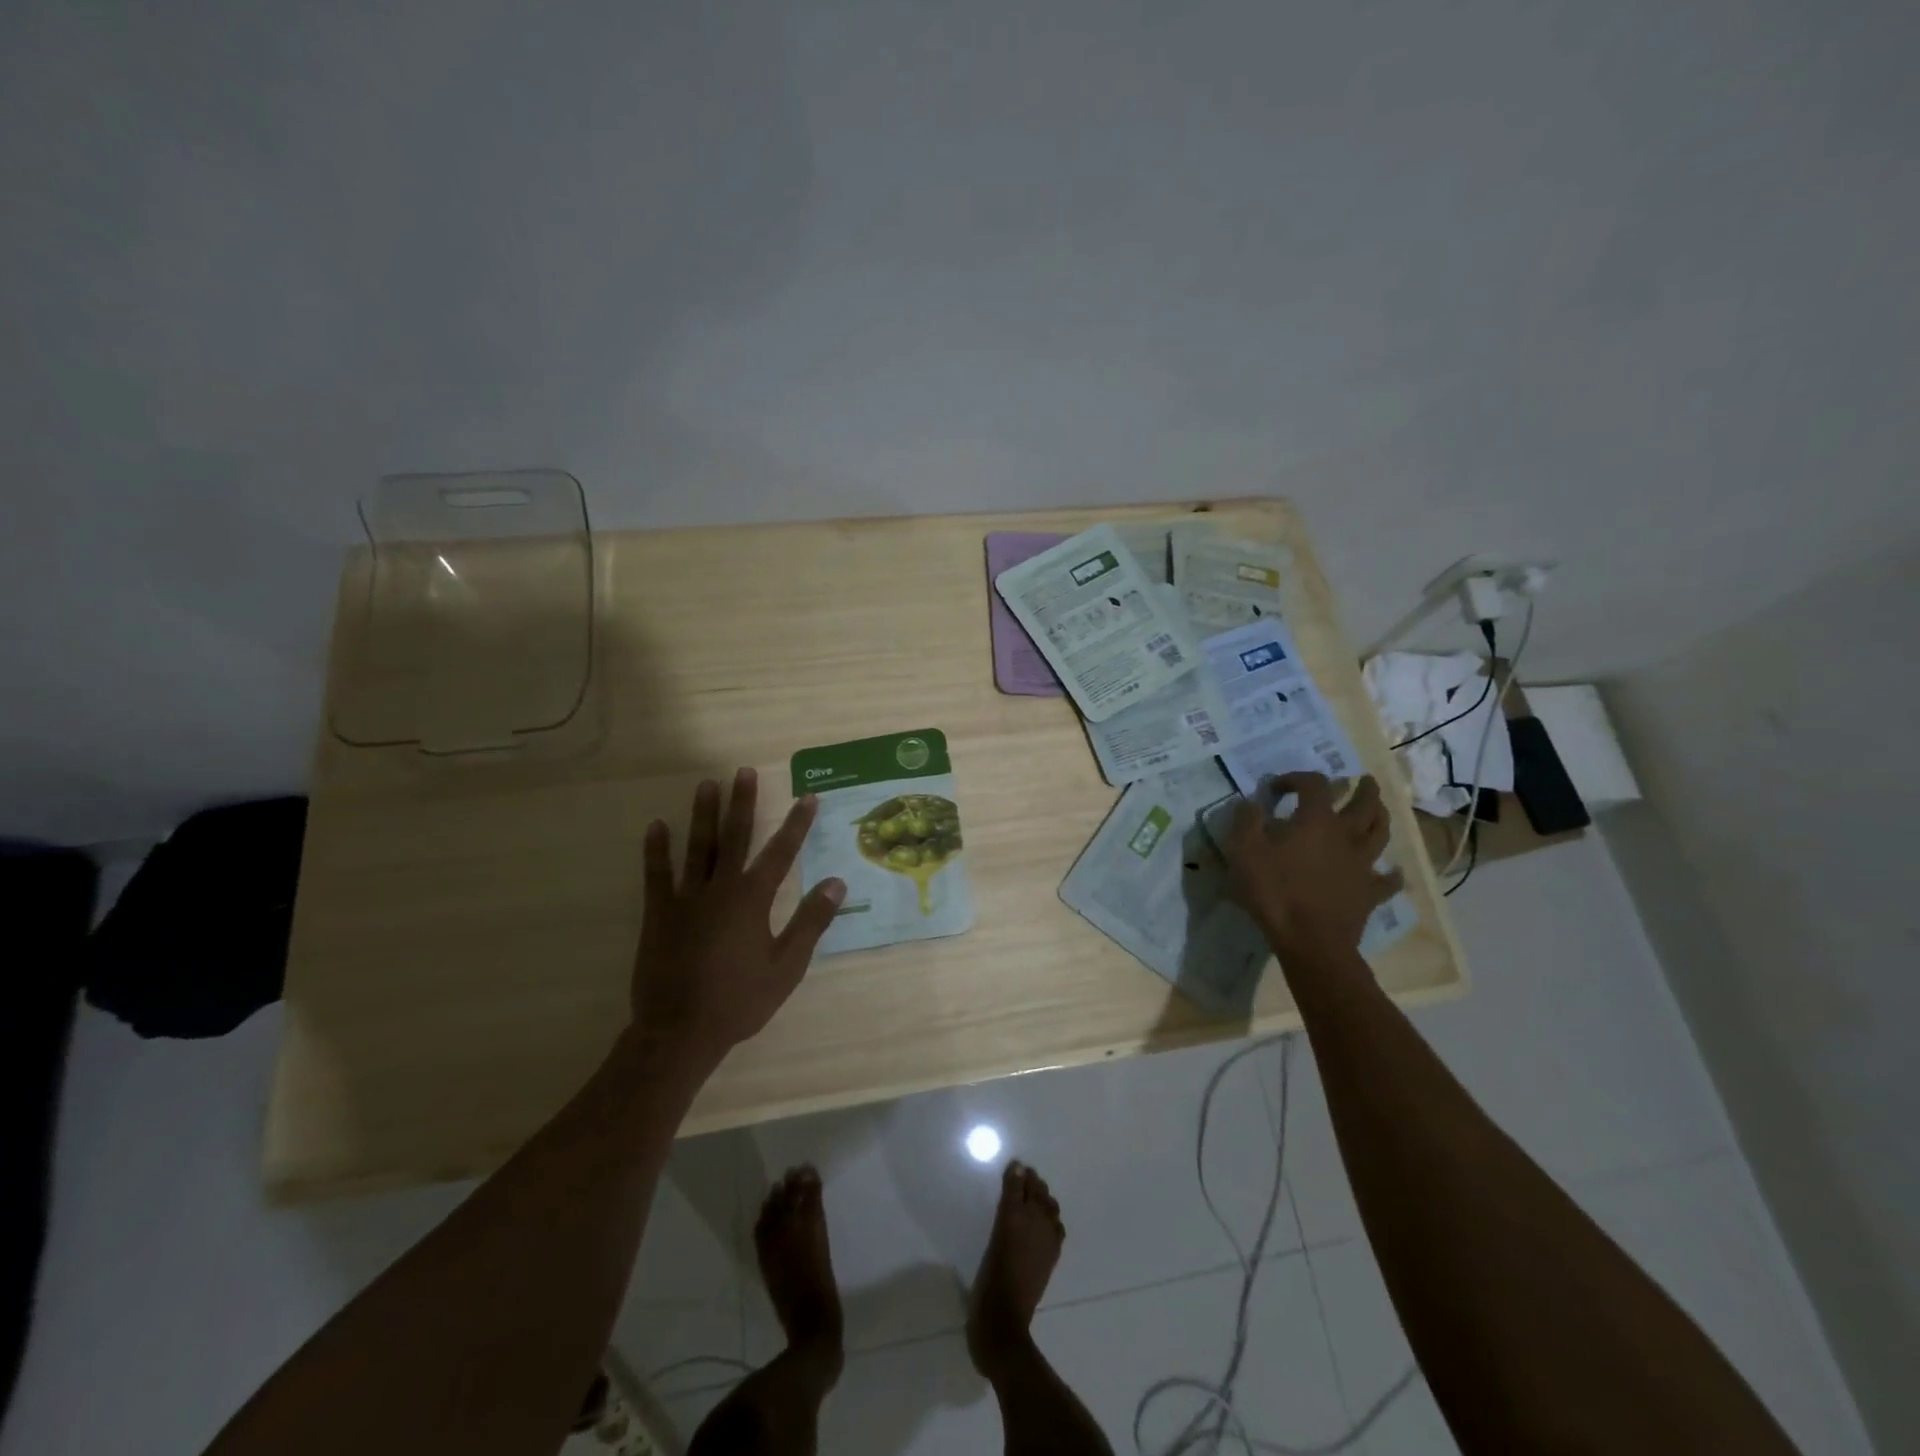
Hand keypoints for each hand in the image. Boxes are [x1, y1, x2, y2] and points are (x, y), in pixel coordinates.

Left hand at [631, 768, 845, 1061]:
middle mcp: (720, 889)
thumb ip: (811, 921)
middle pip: (734, 837)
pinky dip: (656, 850)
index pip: (782, 852)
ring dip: (703, 815)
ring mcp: (686, 899)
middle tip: (744, 771)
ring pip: (697, 847)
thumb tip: (836, 882)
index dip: (797, 824)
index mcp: (753, 899)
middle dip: (743, 803)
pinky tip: (657, 826)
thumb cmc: (740, 1000)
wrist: (680, 1031)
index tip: (808, 797)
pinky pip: (657, 875)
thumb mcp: (787, 965)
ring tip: (707, 784)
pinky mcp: (659, 914)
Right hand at [1223, 772, 1403, 953]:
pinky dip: (1391, 874)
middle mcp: (1346, 836)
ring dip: (1381, 817)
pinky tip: (1392, 872)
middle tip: (1363, 780)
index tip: (1278, 787)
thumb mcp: (1243, 850)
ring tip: (1379, 810)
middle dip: (1364, 789)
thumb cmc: (1275, 891)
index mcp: (1316, 820)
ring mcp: (1363, 865)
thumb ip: (1246, 820)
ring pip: (1381, 834)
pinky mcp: (1370, 894)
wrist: (1310, 941)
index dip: (1297, 778)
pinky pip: (1388, 881)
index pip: (1314, 785)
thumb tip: (1251, 802)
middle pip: (1364, 804)